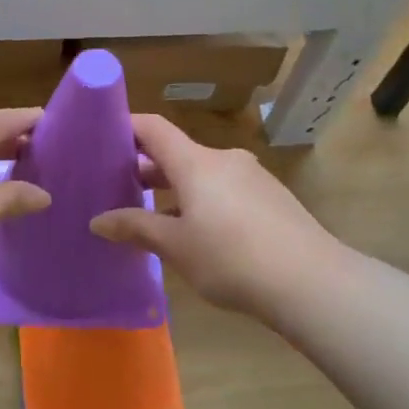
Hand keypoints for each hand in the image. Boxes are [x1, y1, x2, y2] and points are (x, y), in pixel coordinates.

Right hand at [90, 114, 337, 315]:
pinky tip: (196, 235)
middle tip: (116, 188)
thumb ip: (135, 228)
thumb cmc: (231, 258)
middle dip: (146, 168)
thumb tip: (98, 220)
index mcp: (196, 162)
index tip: (101, 137)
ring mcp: (252, 178)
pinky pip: (224, 191)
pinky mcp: (271, 199)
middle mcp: (224, 160)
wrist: (310, 281)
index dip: (126, 127)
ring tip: (151, 217)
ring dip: (174, 190)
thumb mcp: (175, 246)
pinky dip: (202, 202)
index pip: (154, 128)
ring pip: (202, 175)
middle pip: (177, 153)